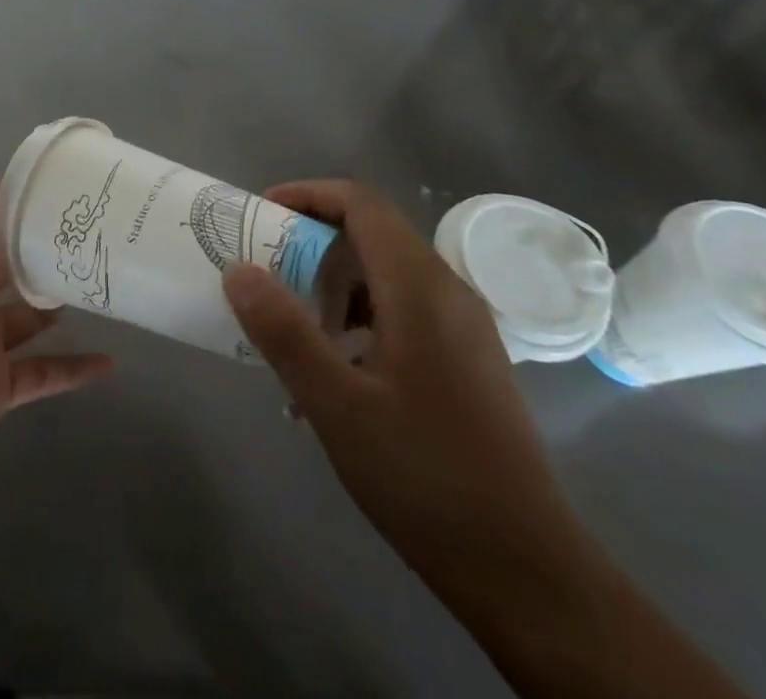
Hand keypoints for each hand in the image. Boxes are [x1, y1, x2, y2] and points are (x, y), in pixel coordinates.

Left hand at [0, 167, 112, 507]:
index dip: (10, 202)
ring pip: (30, 314)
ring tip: (105, 279)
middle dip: (41, 246)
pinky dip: (73, 370)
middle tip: (93, 228)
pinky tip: (110, 361)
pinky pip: (43, 373)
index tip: (54, 183)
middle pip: (10, 264)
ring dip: (60, 299)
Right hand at [223, 181, 586, 580]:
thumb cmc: (425, 476)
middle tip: (265, 270)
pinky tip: (335, 372)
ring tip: (293, 325)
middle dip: (312, 242)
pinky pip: (404, 311)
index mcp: (421, 288)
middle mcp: (448, 293)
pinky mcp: (468, 362)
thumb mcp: (337, 405)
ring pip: (387, 275)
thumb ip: (284, 332)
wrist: (527, 571)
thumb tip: (238, 270)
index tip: (261, 215)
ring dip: (334, 284)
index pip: (361, 204)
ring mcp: (464, 328)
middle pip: (372, 234)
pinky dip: (360, 318)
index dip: (308, 195)